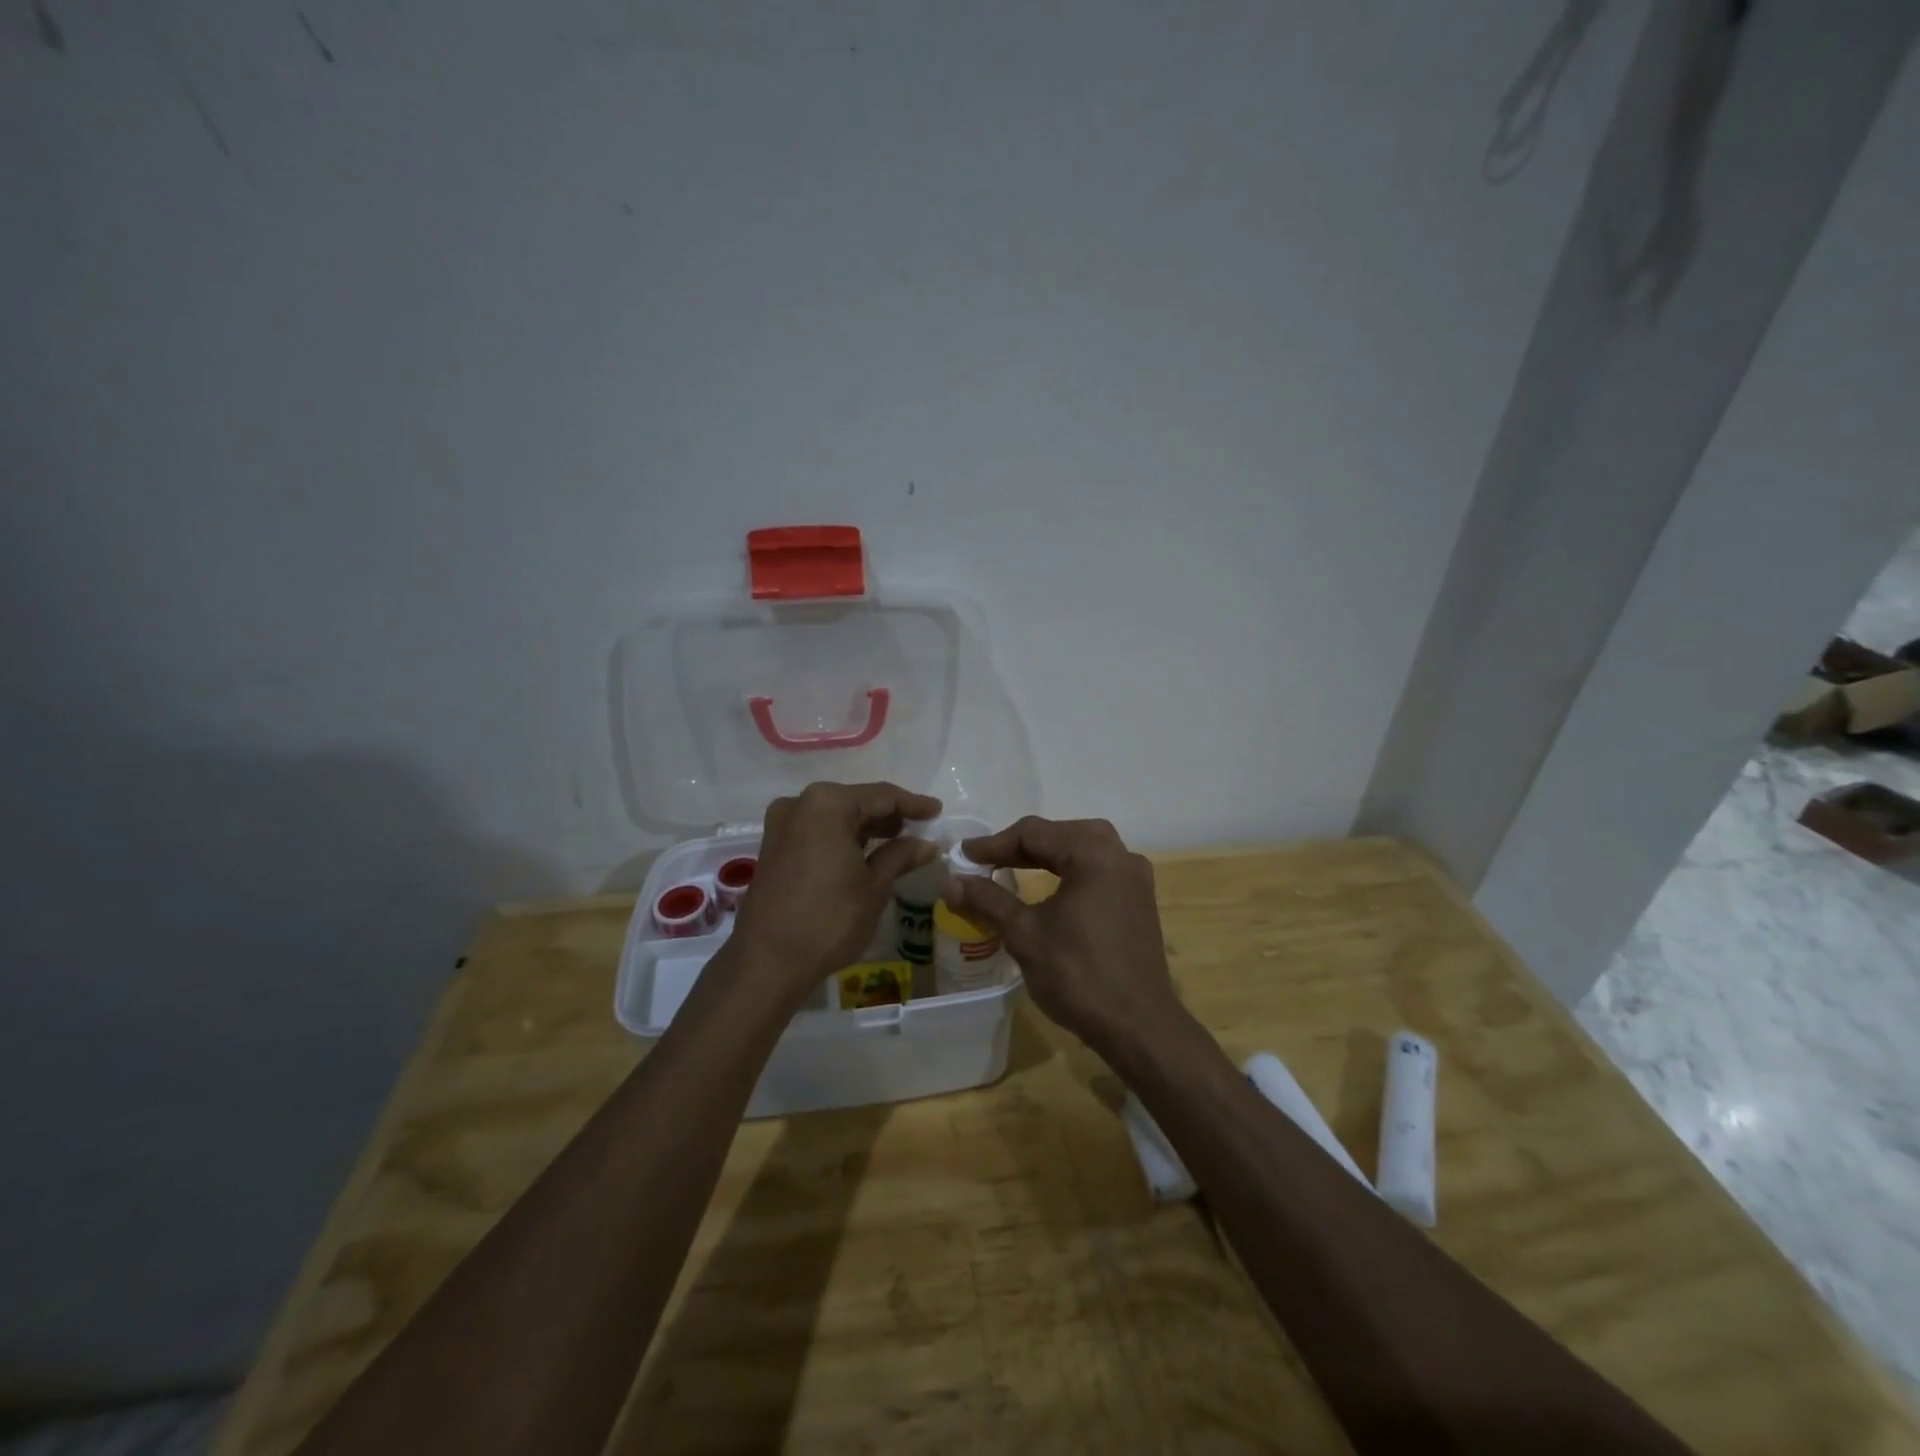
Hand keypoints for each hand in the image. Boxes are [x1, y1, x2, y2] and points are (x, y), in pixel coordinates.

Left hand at [732, 781, 942, 1001]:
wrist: (767, 961)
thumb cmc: (829, 919)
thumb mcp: (874, 886)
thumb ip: (901, 856)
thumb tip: (927, 844)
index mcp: (828, 803)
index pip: (882, 796)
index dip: (913, 804)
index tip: (936, 811)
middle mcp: (800, 803)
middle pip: (856, 801)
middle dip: (888, 815)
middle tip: (919, 828)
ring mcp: (782, 824)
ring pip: (835, 816)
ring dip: (865, 827)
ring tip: (897, 841)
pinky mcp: (773, 846)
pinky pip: (817, 830)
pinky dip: (842, 837)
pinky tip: (863, 852)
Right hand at [943, 816, 1175, 1045]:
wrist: (1137, 1026)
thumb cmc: (1078, 975)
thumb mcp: (1024, 934)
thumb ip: (988, 900)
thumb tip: (951, 882)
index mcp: (1094, 854)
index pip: (1035, 833)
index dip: (994, 843)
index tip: (963, 856)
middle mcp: (1120, 855)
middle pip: (1061, 833)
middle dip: (1020, 845)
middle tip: (986, 861)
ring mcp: (1135, 877)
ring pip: (1083, 847)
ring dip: (1047, 854)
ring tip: (1013, 866)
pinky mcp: (1139, 899)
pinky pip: (1099, 868)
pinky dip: (1070, 868)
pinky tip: (1051, 886)